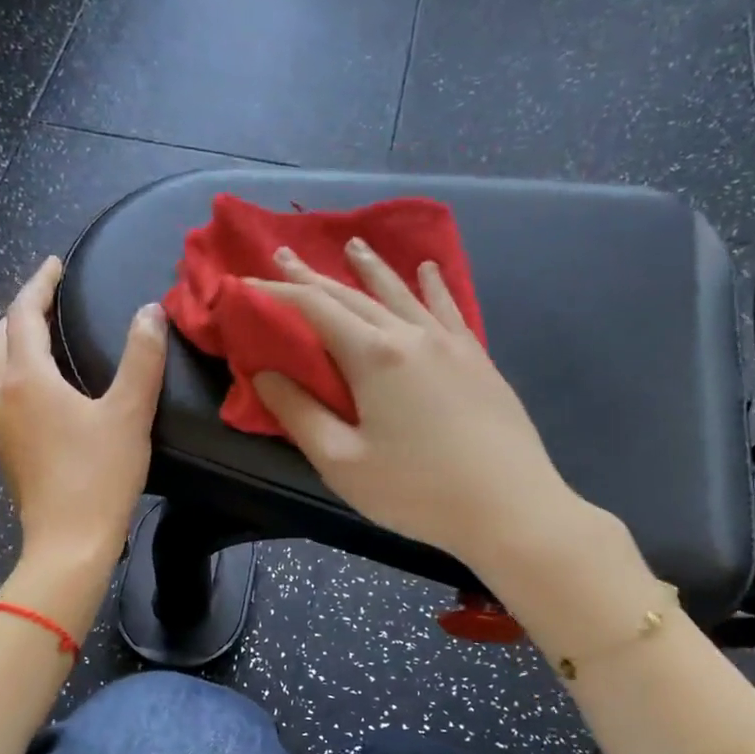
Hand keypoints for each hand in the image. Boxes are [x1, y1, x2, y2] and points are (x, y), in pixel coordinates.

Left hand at [0, 257, 166, 573]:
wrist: (67, 543)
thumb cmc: (99, 477)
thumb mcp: (130, 414)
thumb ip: (142, 359)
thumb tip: (150, 312)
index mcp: (27, 378)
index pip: (23, 312)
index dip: (38, 283)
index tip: (55, 265)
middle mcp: (1, 394)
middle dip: (20, 310)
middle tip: (50, 300)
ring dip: (10, 342)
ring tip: (41, 338)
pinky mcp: (2, 449)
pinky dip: (11, 374)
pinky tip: (37, 390)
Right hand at [248, 239, 590, 572]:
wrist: (510, 508)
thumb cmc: (416, 491)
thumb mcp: (342, 462)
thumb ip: (299, 414)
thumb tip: (265, 373)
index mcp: (374, 356)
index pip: (314, 308)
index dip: (276, 292)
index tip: (244, 282)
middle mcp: (411, 335)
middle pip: (354, 295)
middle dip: (314, 276)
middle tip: (285, 254)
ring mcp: (450, 344)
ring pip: (402, 293)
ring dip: (372, 269)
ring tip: (354, 245)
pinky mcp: (477, 360)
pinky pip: (447, 309)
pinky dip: (432, 287)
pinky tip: (429, 271)